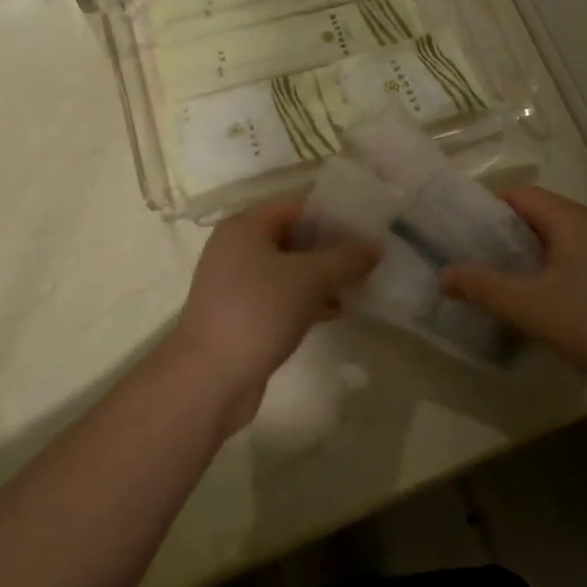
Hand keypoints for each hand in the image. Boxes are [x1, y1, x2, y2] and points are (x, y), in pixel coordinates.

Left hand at [169, 202, 378, 432]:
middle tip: (368, 257)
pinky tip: (335, 311)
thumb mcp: (309, 279)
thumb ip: (345, 258)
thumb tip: (376, 246)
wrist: (209, 378)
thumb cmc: (259, 311)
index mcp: (245, 227)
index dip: (332, 215)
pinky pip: (280, 297)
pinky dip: (306, 300)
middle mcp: (236, 249)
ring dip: (321, 277)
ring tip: (360, 284)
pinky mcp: (240, 316)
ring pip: (287, 270)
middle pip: (292, 238)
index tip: (366, 227)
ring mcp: (235, 284)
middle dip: (330, 248)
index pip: (296, 207)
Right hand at [441, 187, 586, 393]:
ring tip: (500, 286)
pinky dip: (550, 274)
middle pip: (536, 217)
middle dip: (502, 237)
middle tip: (472, 262)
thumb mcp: (532, 306)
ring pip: (556, 242)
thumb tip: (445, 273)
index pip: (518, 194)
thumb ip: (485, 287)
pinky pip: (574, 262)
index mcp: (569, 218)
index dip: (485, 208)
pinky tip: (542, 306)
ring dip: (526, 259)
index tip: (459, 233)